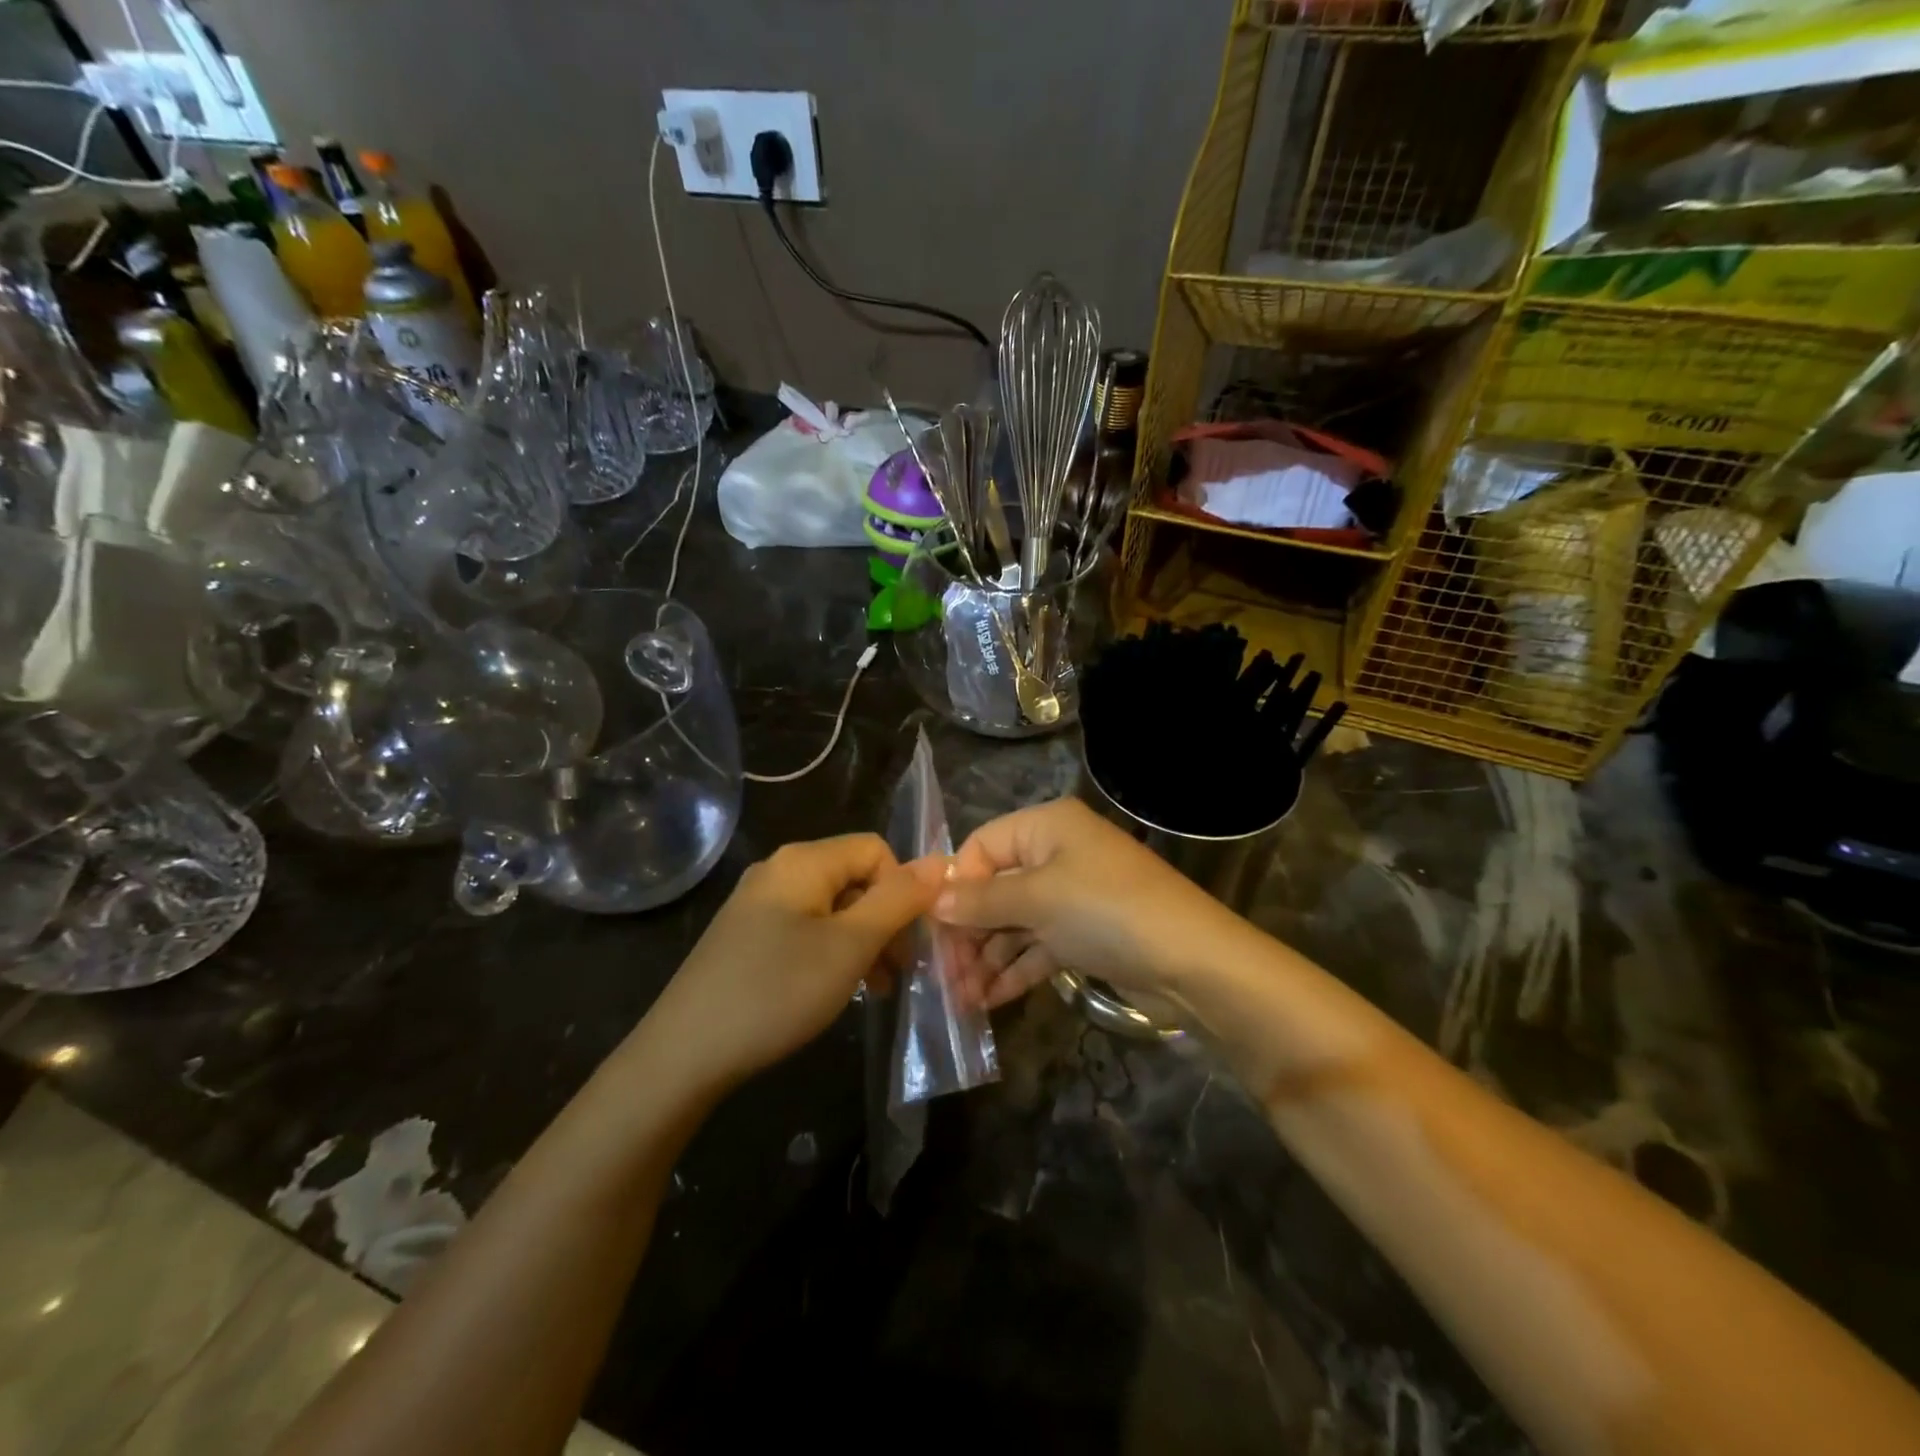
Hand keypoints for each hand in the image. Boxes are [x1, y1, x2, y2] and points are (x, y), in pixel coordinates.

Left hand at [644, 834, 941, 1087]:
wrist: (683, 1053)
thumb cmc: (776, 992)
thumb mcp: (850, 946)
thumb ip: (898, 900)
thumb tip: (941, 861)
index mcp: (804, 860)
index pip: (876, 850)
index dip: (902, 890)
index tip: (909, 943)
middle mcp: (779, 869)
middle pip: (855, 877)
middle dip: (885, 920)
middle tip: (898, 973)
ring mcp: (758, 903)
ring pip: (833, 907)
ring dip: (863, 941)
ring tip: (875, 988)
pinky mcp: (746, 935)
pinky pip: (806, 928)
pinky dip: (831, 952)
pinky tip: (835, 988)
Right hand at [933, 798, 1238, 1009]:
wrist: (1192, 962)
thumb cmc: (1106, 911)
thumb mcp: (1037, 899)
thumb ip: (982, 900)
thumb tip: (935, 901)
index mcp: (1046, 826)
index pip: (981, 846)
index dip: (956, 885)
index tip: (931, 929)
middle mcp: (1058, 853)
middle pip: (996, 887)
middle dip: (969, 932)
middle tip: (943, 976)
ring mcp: (1074, 895)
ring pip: (1016, 922)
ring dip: (987, 957)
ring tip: (960, 999)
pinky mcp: (1086, 934)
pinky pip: (1039, 945)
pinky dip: (1015, 969)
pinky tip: (988, 1000)